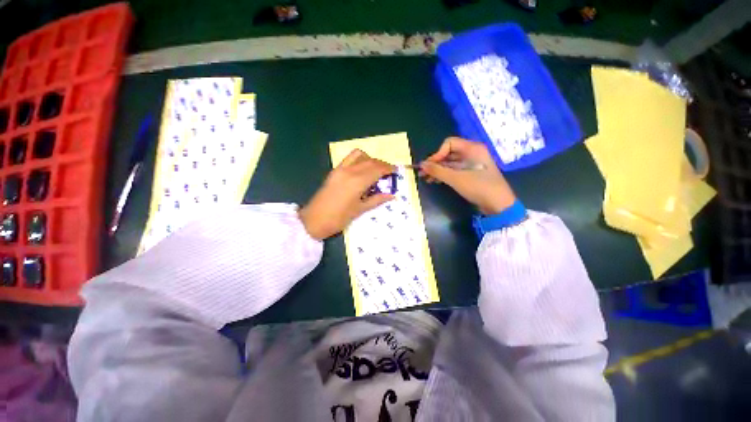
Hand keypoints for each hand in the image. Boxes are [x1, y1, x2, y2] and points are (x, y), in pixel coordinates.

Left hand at [299, 149, 395, 239]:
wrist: (314, 220)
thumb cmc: (339, 218)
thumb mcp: (360, 210)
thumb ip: (377, 200)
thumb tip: (392, 195)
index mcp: (357, 181)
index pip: (377, 169)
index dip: (388, 169)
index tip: (395, 172)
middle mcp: (350, 171)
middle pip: (370, 161)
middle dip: (382, 164)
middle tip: (388, 173)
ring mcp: (340, 169)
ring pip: (360, 155)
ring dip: (371, 160)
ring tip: (375, 171)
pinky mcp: (334, 170)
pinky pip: (350, 158)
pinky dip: (360, 159)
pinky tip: (362, 170)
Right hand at [419, 137, 515, 214]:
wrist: (499, 204)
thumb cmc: (478, 187)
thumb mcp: (456, 178)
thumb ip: (437, 170)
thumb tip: (421, 164)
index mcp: (472, 148)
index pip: (449, 143)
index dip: (437, 154)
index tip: (429, 166)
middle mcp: (472, 153)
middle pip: (449, 153)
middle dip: (435, 163)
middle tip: (423, 173)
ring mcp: (472, 163)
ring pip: (451, 163)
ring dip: (438, 170)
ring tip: (426, 179)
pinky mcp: (471, 173)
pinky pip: (455, 170)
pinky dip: (445, 174)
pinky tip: (435, 181)